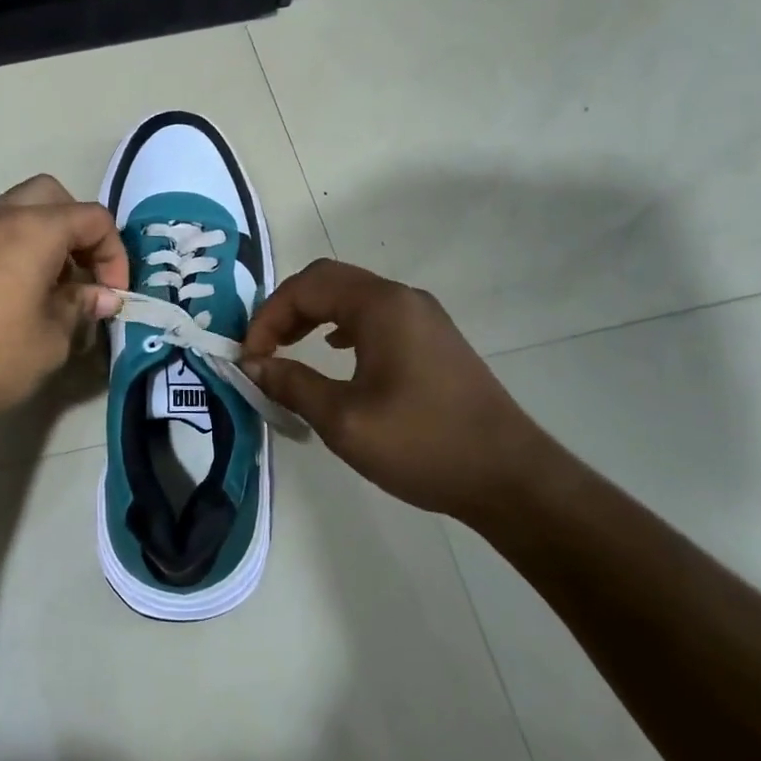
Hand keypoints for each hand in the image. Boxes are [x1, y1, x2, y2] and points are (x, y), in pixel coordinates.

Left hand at [0, 174, 126, 442]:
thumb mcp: (50, 340)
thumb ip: (80, 308)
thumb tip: (101, 296)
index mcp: (33, 229)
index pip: (93, 218)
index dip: (114, 254)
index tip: (112, 295)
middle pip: (52, 197)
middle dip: (77, 230)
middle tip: (81, 275)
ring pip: (16, 211)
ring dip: (43, 238)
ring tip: (49, 289)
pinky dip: (12, 249)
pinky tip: (10, 297)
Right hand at [240, 260, 546, 515]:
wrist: (511, 479)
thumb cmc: (423, 444)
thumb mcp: (344, 420)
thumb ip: (292, 384)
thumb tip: (252, 365)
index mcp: (382, 306)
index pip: (307, 287)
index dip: (268, 316)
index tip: (249, 357)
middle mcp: (403, 299)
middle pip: (329, 281)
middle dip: (287, 308)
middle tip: (263, 347)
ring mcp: (424, 318)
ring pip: (353, 297)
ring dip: (313, 314)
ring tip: (288, 347)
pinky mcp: (435, 340)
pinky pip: (376, 316)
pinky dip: (342, 325)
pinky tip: (335, 352)